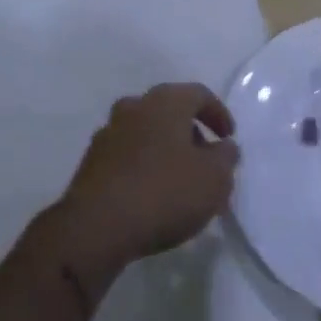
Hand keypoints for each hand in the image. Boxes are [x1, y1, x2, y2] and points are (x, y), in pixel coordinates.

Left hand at [54, 83, 239, 281]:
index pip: (198, 94)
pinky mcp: (92, 161)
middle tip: (205, 160)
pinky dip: (143, 165)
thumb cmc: (164, 192)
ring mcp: (109, 132)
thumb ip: (225, 158)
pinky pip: (127, 154)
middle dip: (190, 132)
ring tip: (179, 181)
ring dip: (165, 148)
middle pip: (169, 110)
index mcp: (165, 101)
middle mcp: (134, 107)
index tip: (228, 138)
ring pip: (146, 132)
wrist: (97, 226)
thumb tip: (223, 147)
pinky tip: (151, 194)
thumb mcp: (214, 179)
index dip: (218, 113)